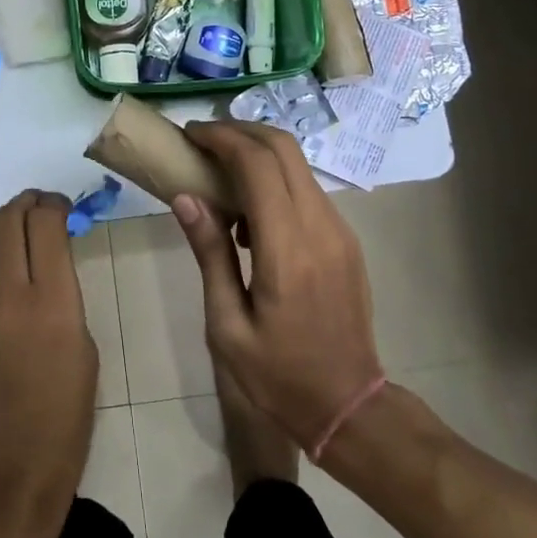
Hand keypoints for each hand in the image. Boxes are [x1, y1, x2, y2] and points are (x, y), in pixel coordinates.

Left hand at [0, 190, 97, 537]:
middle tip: (44, 205)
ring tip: (22, 221)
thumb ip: (66, 298)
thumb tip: (52, 267)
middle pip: (9, 219)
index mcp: (51, 303)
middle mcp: (7, 293)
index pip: (44, 224)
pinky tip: (3, 257)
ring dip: (4, 218)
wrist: (2, 475)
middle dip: (28, 202)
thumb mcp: (84, 352)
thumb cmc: (62, 423)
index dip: (55, 205)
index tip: (65, 206)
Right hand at [172, 121, 383, 452]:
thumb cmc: (278, 375)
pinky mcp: (345, 239)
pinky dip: (275, 180)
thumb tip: (186, 197)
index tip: (190, 135)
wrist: (349, 405)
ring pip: (298, 164)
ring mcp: (339, 230)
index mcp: (287, 250)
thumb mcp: (228, 324)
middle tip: (203, 142)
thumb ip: (210, 253)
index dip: (221, 138)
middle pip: (284, 148)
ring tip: (220, 179)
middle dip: (240, 132)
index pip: (257, 164)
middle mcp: (320, 227)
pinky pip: (307, 189)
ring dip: (258, 155)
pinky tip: (251, 216)